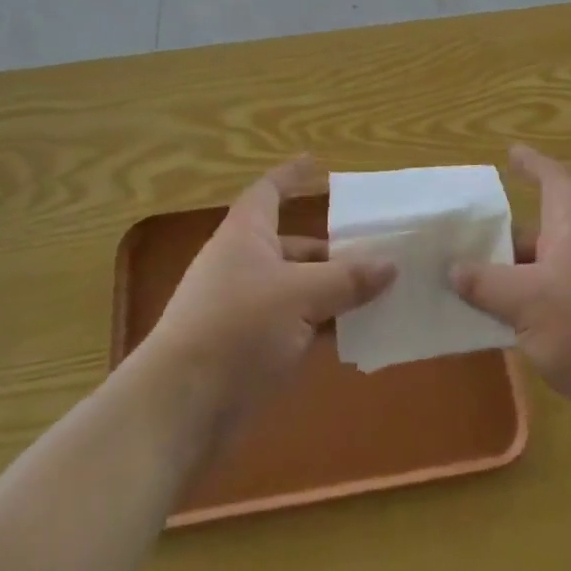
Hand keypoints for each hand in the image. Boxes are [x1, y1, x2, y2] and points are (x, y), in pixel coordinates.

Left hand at [142, 157, 395, 441]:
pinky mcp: (246, 348)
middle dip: (332, 249)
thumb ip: (347, 279)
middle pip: (292, 245)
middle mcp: (242, 264)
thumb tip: (390, 264)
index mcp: (246, 234)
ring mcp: (242, 308)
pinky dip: (320, 326)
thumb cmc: (238, 328)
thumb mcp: (301, 296)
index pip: (269, 191)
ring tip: (377, 294)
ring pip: (296, 288)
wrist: (180, 407)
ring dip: (331, 291)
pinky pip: (293, 325)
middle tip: (376, 251)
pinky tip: (354, 336)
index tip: (316, 162)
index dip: (291, 175)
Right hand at [453, 145, 570, 455]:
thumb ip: (485, 283)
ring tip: (459, 280)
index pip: (554, 180)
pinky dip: (517, 306)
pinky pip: (543, 303)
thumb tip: (453, 269)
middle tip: (458, 236)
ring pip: (537, 269)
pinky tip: (487, 322)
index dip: (532, 164)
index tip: (509, 153)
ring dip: (504, 274)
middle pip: (538, 228)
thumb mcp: (527, 301)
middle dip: (500, 233)